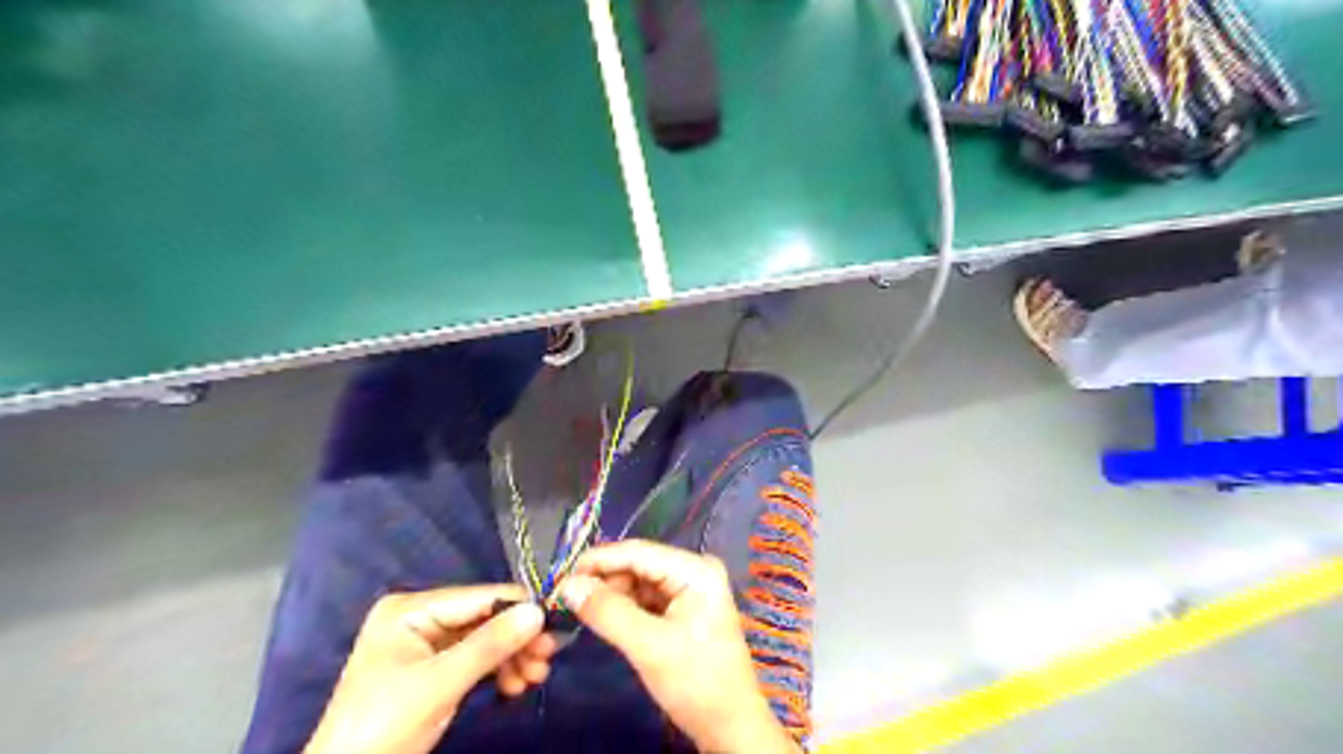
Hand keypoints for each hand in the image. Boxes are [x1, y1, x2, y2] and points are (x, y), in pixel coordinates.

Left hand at [307, 586, 556, 752]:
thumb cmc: (383, 727)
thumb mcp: (440, 684)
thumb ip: (490, 645)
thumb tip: (539, 611)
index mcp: (409, 609)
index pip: (477, 598)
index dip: (518, 608)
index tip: (555, 622)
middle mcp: (418, 617)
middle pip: (483, 619)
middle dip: (516, 639)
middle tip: (548, 657)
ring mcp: (425, 644)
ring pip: (483, 640)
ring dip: (511, 658)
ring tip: (536, 678)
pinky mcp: (432, 669)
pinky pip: (474, 660)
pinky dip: (496, 671)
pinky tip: (515, 686)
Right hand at [555, 539, 793, 751]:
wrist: (730, 727)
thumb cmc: (695, 682)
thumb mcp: (648, 646)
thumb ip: (607, 612)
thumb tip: (567, 585)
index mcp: (695, 570)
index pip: (638, 552)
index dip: (598, 560)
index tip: (560, 576)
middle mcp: (694, 571)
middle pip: (638, 565)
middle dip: (603, 579)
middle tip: (563, 597)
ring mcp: (690, 590)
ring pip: (639, 582)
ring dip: (611, 594)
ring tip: (577, 608)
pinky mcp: (684, 610)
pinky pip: (646, 599)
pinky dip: (624, 607)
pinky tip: (602, 617)